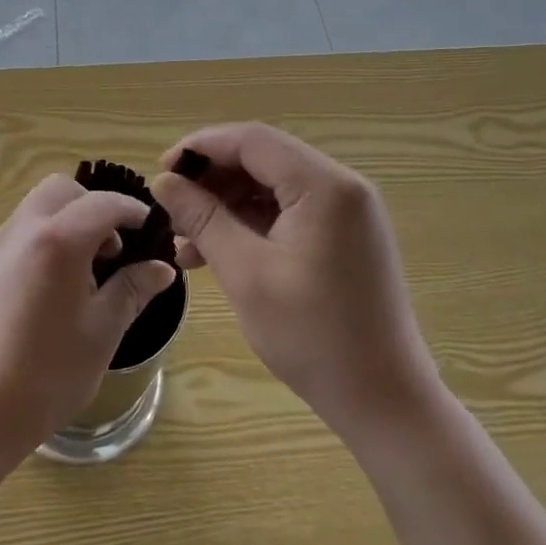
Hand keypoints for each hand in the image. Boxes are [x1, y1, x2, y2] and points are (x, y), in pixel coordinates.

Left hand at [0, 175, 178, 468]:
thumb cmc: (47, 374)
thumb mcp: (102, 333)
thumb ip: (131, 290)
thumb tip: (160, 268)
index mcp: (58, 240)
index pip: (103, 203)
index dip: (132, 211)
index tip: (150, 229)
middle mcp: (22, 230)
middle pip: (61, 191)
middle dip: (93, 208)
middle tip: (111, 251)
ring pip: (36, 209)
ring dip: (66, 222)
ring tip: (82, 275)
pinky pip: (18, 234)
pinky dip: (42, 240)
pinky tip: (50, 289)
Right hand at [151, 123, 437, 434]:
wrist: (384, 403)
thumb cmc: (314, 337)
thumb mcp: (246, 273)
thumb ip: (202, 218)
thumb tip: (163, 181)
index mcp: (324, 186)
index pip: (251, 140)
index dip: (200, 148)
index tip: (161, 172)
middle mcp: (341, 186)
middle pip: (262, 158)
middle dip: (211, 179)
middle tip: (171, 207)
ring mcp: (346, 212)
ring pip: (271, 185)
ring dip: (226, 203)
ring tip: (185, 239)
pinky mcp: (344, 236)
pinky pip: (288, 210)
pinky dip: (250, 223)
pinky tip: (215, 251)